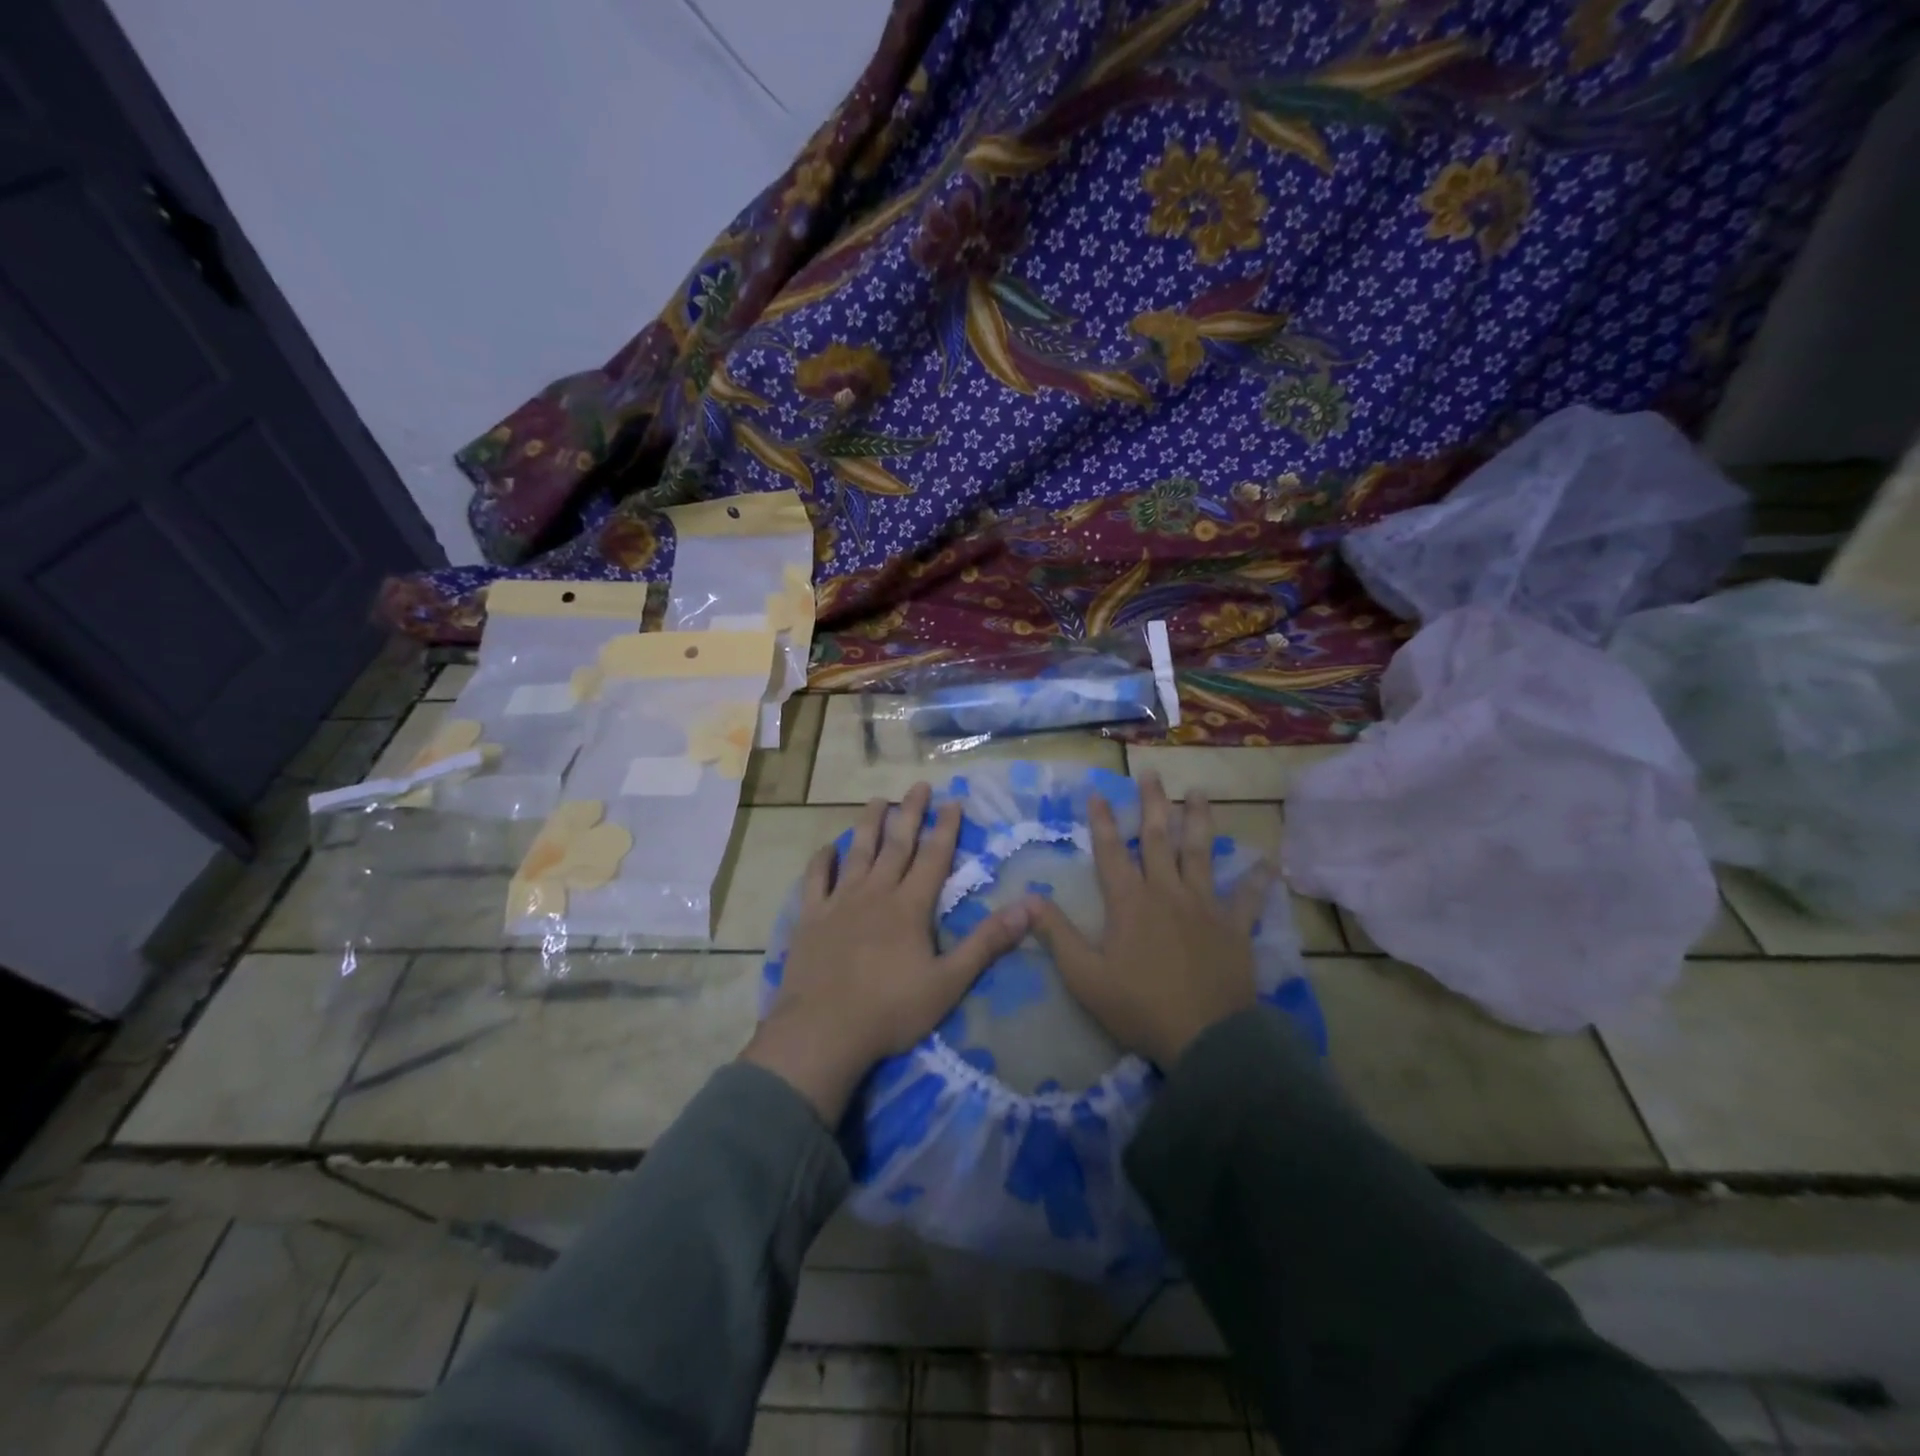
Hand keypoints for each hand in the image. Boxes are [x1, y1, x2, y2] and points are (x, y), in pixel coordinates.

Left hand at [741, 782, 1028, 1124]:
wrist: (823, 1032)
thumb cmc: (891, 1010)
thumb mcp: (949, 982)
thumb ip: (987, 943)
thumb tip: (1029, 907)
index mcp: (910, 907)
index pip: (934, 857)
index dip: (945, 828)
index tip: (953, 800)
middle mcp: (875, 893)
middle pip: (896, 845)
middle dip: (910, 813)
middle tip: (919, 786)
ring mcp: (839, 903)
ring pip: (857, 853)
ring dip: (868, 824)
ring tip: (877, 799)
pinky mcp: (810, 919)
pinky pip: (815, 880)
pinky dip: (822, 861)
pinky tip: (828, 848)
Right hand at [1025, 774, 1267, 1069]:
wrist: (1205, 1039)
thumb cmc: (1139, 1007)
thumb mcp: (1084, 976)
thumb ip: (1056, 934)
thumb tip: (1028, 898)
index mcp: (1129, 902)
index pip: (1111, 851)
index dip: (1103, 821)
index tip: (1098, 792)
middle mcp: (1167, 892)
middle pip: (1158, 838)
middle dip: (1152, 803)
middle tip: (1151, 773)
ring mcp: (1204, 907)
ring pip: (1201, 853)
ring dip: (1199, 820)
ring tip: (1199, 792)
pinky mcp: (1234, 928)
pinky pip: (1248, 898)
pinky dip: (1258, 880)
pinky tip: (1268, 862)